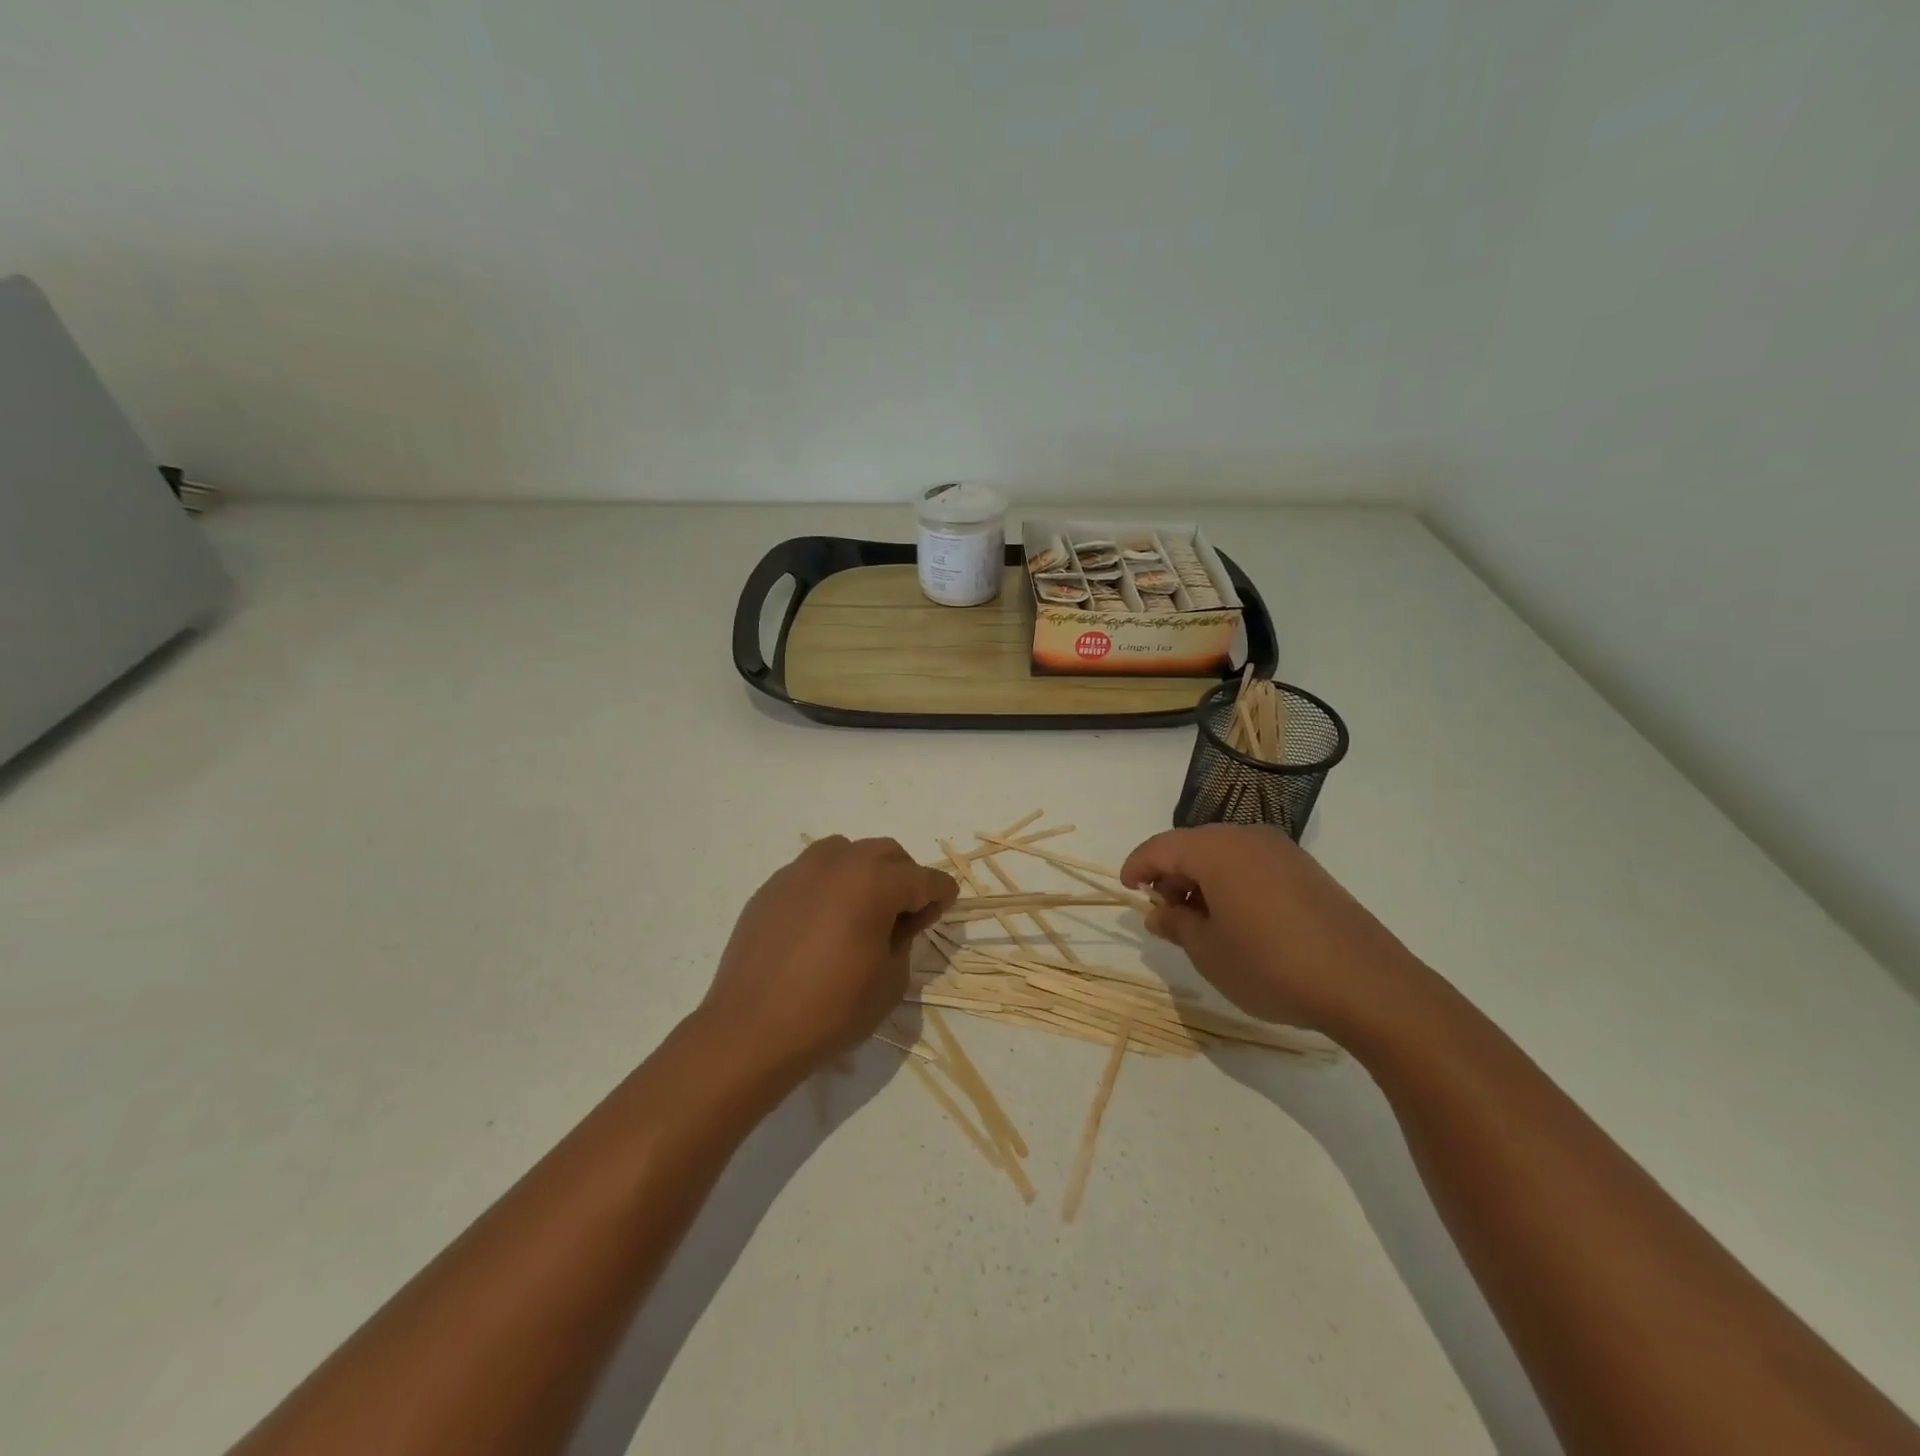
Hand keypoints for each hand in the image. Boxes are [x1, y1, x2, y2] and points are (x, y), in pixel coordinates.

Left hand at [697, 836, 956, 1085]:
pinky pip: (812, 872)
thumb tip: (903, 917)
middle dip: (905, 877)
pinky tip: (823, 922)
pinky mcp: (771, 887)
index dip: (941, 894)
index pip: (924, 878)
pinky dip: (829, 885)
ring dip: (865, 872)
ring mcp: (799, 871)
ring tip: (863, 910)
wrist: (752, 1029)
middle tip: (906, 913)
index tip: (944, 909)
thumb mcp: (891, 980)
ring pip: (846, 852)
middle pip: (886, 853)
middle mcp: (838, 862)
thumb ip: (906, 936)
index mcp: (874, 881)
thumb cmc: (832, 1009)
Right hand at [1121, 825, 1434, 1039]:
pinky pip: (1253, 865)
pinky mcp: (1307, 871)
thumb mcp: (1209, 952)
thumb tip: (1160, 911)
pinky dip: (1233, 884)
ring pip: (1224, 855)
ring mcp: (1283, 851)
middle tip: (1165, 914)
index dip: (1137, 867)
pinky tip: (1238, 920)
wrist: (1367, 984)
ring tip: (1200, 922)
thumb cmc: (1272, 965)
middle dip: (1171, 875)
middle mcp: (1248, 837)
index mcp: (1216, 850)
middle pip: (1193, 846)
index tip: (1126, 891)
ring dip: (1202, 880)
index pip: (1161, 847)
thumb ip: (1177, 924)